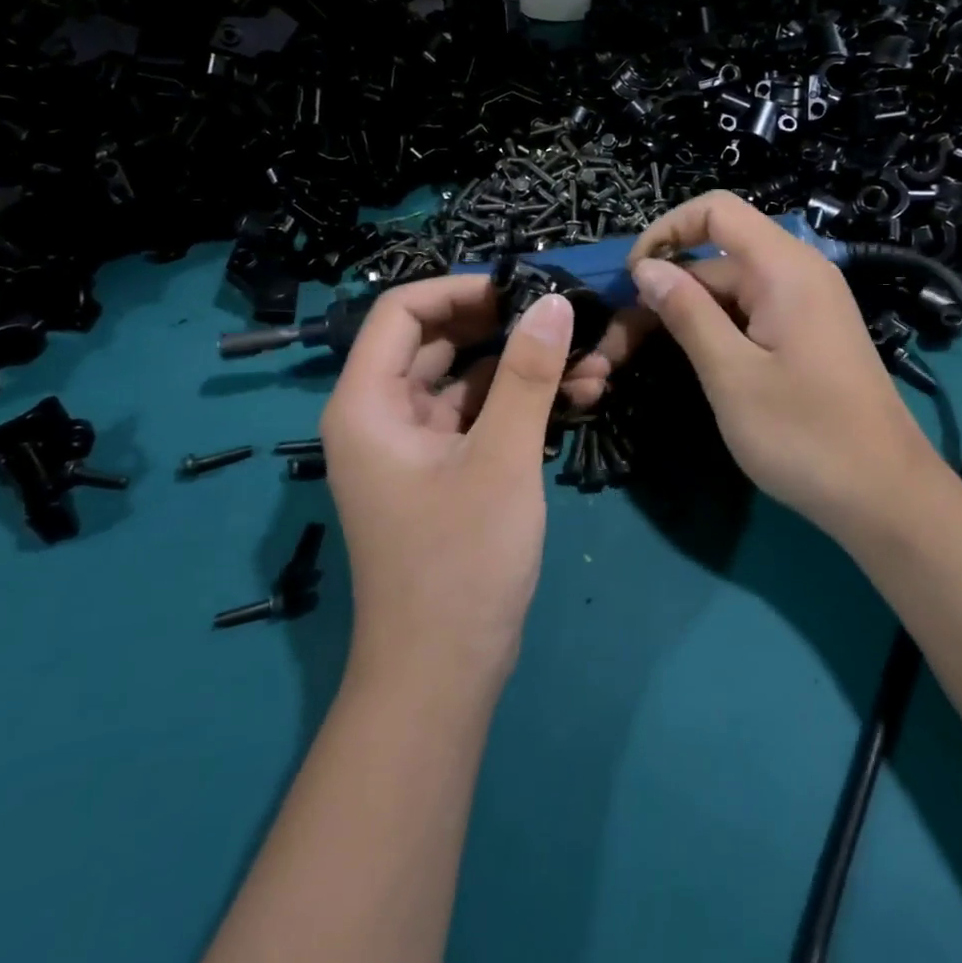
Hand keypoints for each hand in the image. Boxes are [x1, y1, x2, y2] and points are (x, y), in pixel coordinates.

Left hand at [319, 277, 573, 686]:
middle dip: (506, 329)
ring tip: (593, 365)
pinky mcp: (444, 470)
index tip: (523, 289)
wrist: (444, 673)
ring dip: (526, 369)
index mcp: (368, 404)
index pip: (402, 312)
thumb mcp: (501, 458)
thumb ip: (529, 374)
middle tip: (567, 320)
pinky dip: (523, 405)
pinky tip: (579, 397)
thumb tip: (554, 302)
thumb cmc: (460, 561)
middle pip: (438, 341)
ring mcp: (414, 445)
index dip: (461, 289)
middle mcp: (382, 416)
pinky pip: (482, 417)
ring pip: (469, 381)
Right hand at [624, 192, 942, 536]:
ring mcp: (806, 305)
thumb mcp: (731, 374)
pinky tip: (689, 363)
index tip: (631, 279)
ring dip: (683, 316)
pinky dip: (714, 331)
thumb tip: (646, 267)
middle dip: (664, 291)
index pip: (716, 211)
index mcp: (784, 269)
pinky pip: (751, 314)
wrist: (884, 496)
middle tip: (617, 347)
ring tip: (636, 359)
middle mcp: (798, 273)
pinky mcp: (807, 335)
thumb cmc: (805, 435)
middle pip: (715, 259)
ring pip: (729, 291)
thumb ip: (687, 313)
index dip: (665, 231)